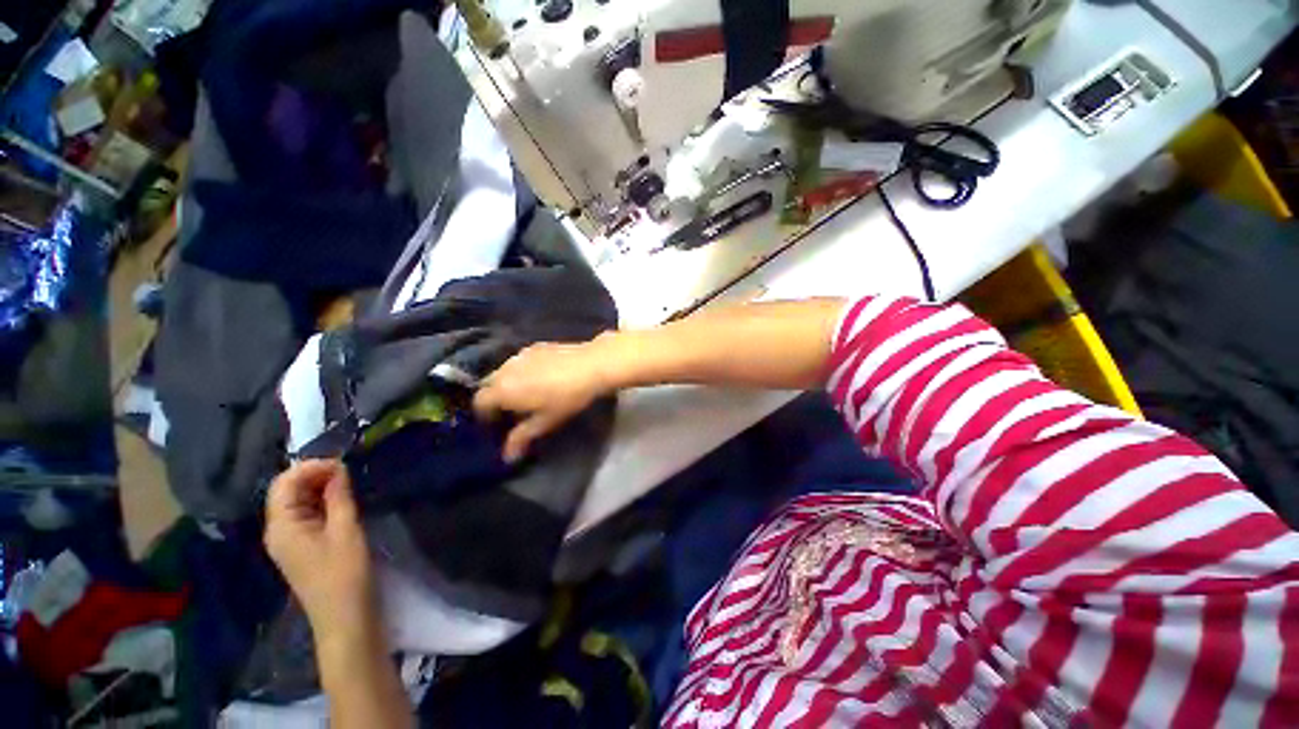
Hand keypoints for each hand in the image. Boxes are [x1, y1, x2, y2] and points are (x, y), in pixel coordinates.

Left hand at [264, 460, 374, 636]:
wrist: (345, 618)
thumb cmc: (345, 574)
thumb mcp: (346, 530)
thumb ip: (339, 496)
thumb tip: (338, 468)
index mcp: (281, 526)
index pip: (284, 484)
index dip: (310, 467)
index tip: (343, 463)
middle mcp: (278, 530)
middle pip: (287, 491)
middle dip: (315, 475)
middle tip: (349, 471)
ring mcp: (288, 540)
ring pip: (297, 503)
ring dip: (320, 488)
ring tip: (350, 483)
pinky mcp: (302, 547)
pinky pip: (306, 515)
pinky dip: (322, 502)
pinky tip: (343, 502)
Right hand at [473, 340, 610, 461]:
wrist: (591, 365)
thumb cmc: (566, 398)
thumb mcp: (545, 421)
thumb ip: (522, 438)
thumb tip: (507, 456)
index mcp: (502, 390)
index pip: (479, 402)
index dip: (485, 415)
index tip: (498, 424)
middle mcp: (505, 369)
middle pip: (489, 385)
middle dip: (495, 398)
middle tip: (513, 410)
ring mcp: (520, 355)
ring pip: (504, 371)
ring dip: (508, 383)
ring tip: (528, 393)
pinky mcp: (535, 346)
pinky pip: (520, 361)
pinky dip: (522, 371)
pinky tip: (542, 377)